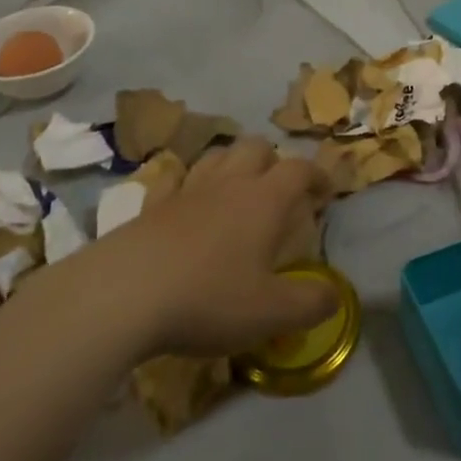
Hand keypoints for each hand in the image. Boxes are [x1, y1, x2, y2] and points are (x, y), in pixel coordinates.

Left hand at [97, 138, 336, 357]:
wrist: (124, 294)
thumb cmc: (208, 298)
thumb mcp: (270, 313)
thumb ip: (311, 303)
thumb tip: (336, 294)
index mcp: (264, 200)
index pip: (299, 170)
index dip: (317, 175)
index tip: (325, 192)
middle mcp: (229, 183)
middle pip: (256, 147)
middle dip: (273, 160)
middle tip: (278, 189)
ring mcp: (187, 189)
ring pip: (217, 155)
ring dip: (233, 163)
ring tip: (237, 188)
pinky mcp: (152, 204)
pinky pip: (174, 179)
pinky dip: (187, 183)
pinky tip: (186, 200)